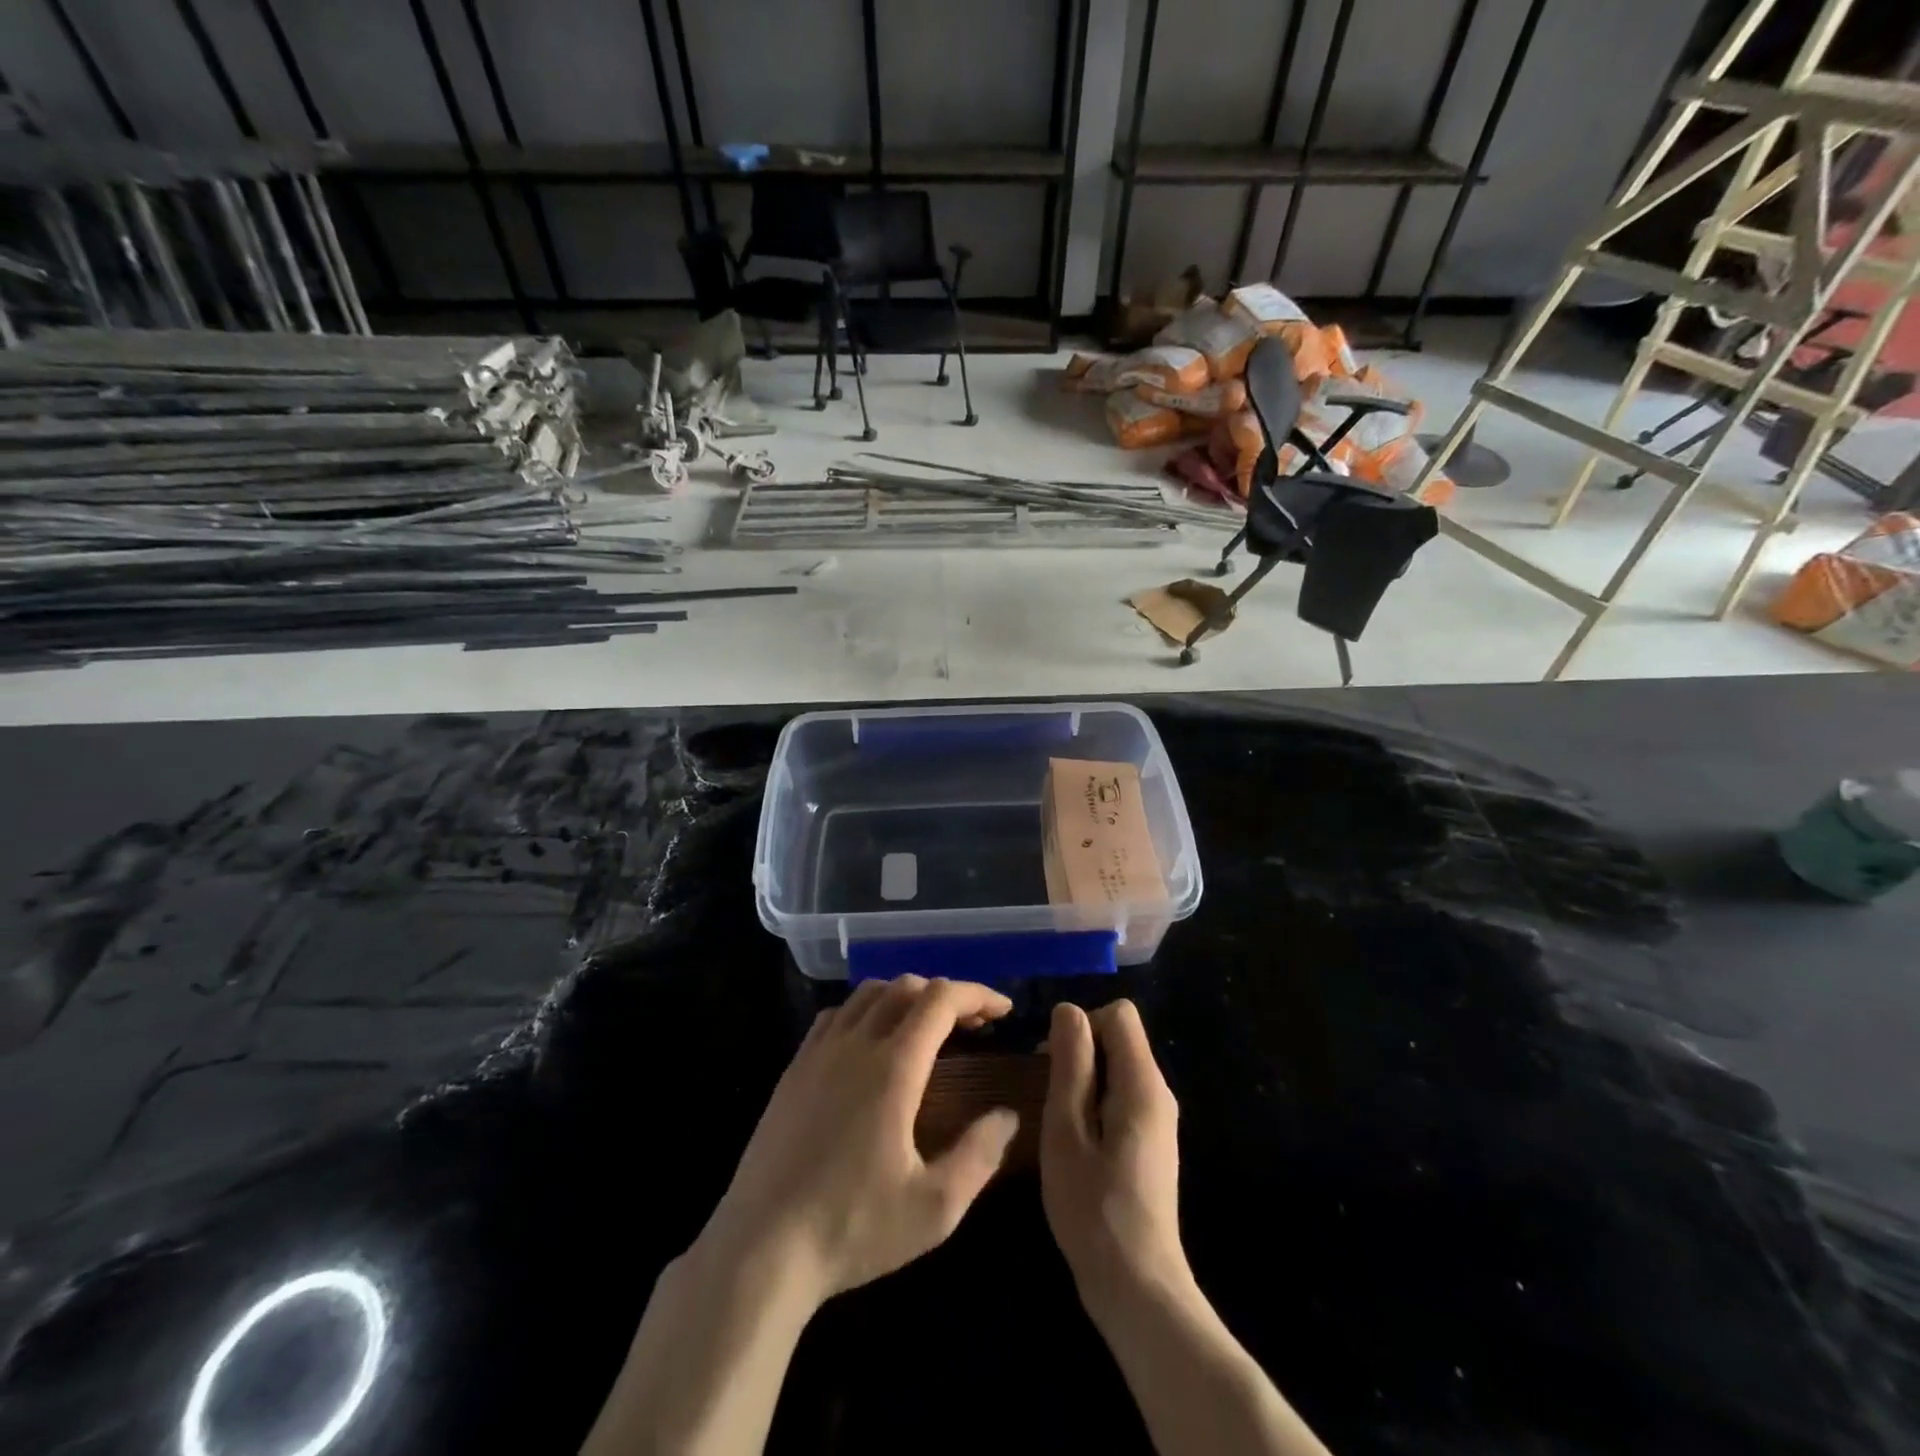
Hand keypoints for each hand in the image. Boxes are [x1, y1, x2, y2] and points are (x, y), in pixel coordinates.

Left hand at [695, 975, 1020, 1306]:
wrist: (761, 1248)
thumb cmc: (852, 1228)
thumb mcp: (934, 1208)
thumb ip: (979, 1155)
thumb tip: (1008, 1115)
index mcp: (893, 1067)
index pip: (941, 999)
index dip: (977, 994)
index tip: (1004, 1010)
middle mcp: (855, 1044)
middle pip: (906, 987)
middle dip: (946, 995)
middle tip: (974, 1025)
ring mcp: (818, 1052)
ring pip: (868, 994)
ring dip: (906, 996)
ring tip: (927, 1027)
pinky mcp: (794, 1069)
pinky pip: (836, 1015)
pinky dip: (866, 1010)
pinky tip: (872, 1042)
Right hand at [1040, 1000, 1190, 1319]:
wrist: (1137, 1287)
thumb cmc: (1093, 1207)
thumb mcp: (1067, 1129)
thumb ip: (1071, 1064)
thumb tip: (1069, 1010)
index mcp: (1142, 1083)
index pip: (1119, 1014)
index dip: (1082, 1025)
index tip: (1052, 1062)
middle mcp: (1159, 1093)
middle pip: (1120, 1038)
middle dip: (1080, 1052)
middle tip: (1047, 1095)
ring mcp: (1159, 1120)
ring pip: (1119, 1068)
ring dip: (1084, 1080)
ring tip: (1057, 1122)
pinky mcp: (1152, 1143)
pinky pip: (1122, 1097)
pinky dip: (1095, 1103)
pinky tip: (1076, 1143)